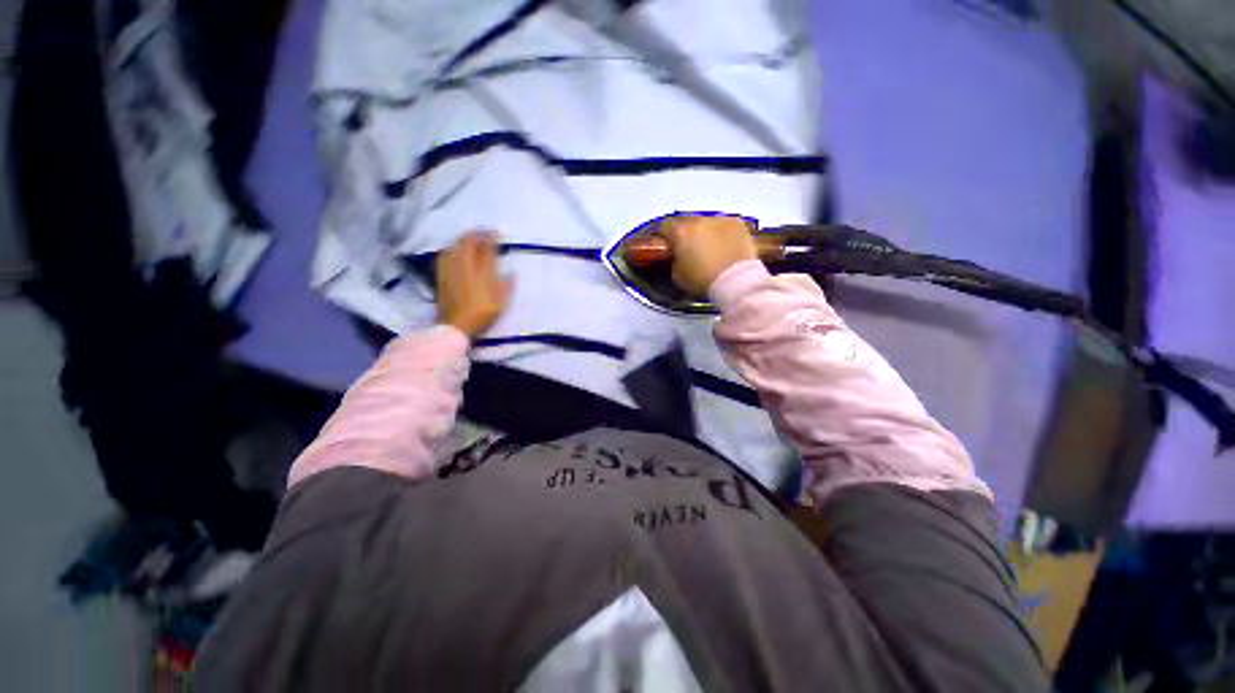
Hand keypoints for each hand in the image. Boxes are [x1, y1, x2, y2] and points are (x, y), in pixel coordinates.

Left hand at [436, 231, 512, 337]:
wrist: (455, 326)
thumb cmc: (481, 315)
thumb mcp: (500, 304)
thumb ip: (506, 286)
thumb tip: (511, 272)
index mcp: (482, 274)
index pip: (487, 251)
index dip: (492, 240)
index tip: (497, 233)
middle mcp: (465, 268)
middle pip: (469, 243)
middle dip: (477, 234)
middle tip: (485, 231)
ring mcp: (451, 270)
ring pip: (456, 247)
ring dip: (464, 238)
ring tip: (471, 237)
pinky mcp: (442, 275)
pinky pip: (445, 255)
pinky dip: (452, 248)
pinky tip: (454, 249)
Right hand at [663, 215, 758, 294]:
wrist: (735, 279)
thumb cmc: (702, 280)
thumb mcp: (678, 275)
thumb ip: (674, 260)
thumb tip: (677, 256)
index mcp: (680, 232)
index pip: (665, 226)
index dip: (666, 237)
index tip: (670, 247)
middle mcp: (698, 220)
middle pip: (687, 223)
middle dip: (688, 234)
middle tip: (692, 250)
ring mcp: (719, 219)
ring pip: (707, 223)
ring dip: (706, 233)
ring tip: (712, 250)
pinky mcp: (738, 223)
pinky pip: (725, 226)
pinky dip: (724, 234)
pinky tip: (727, 248)